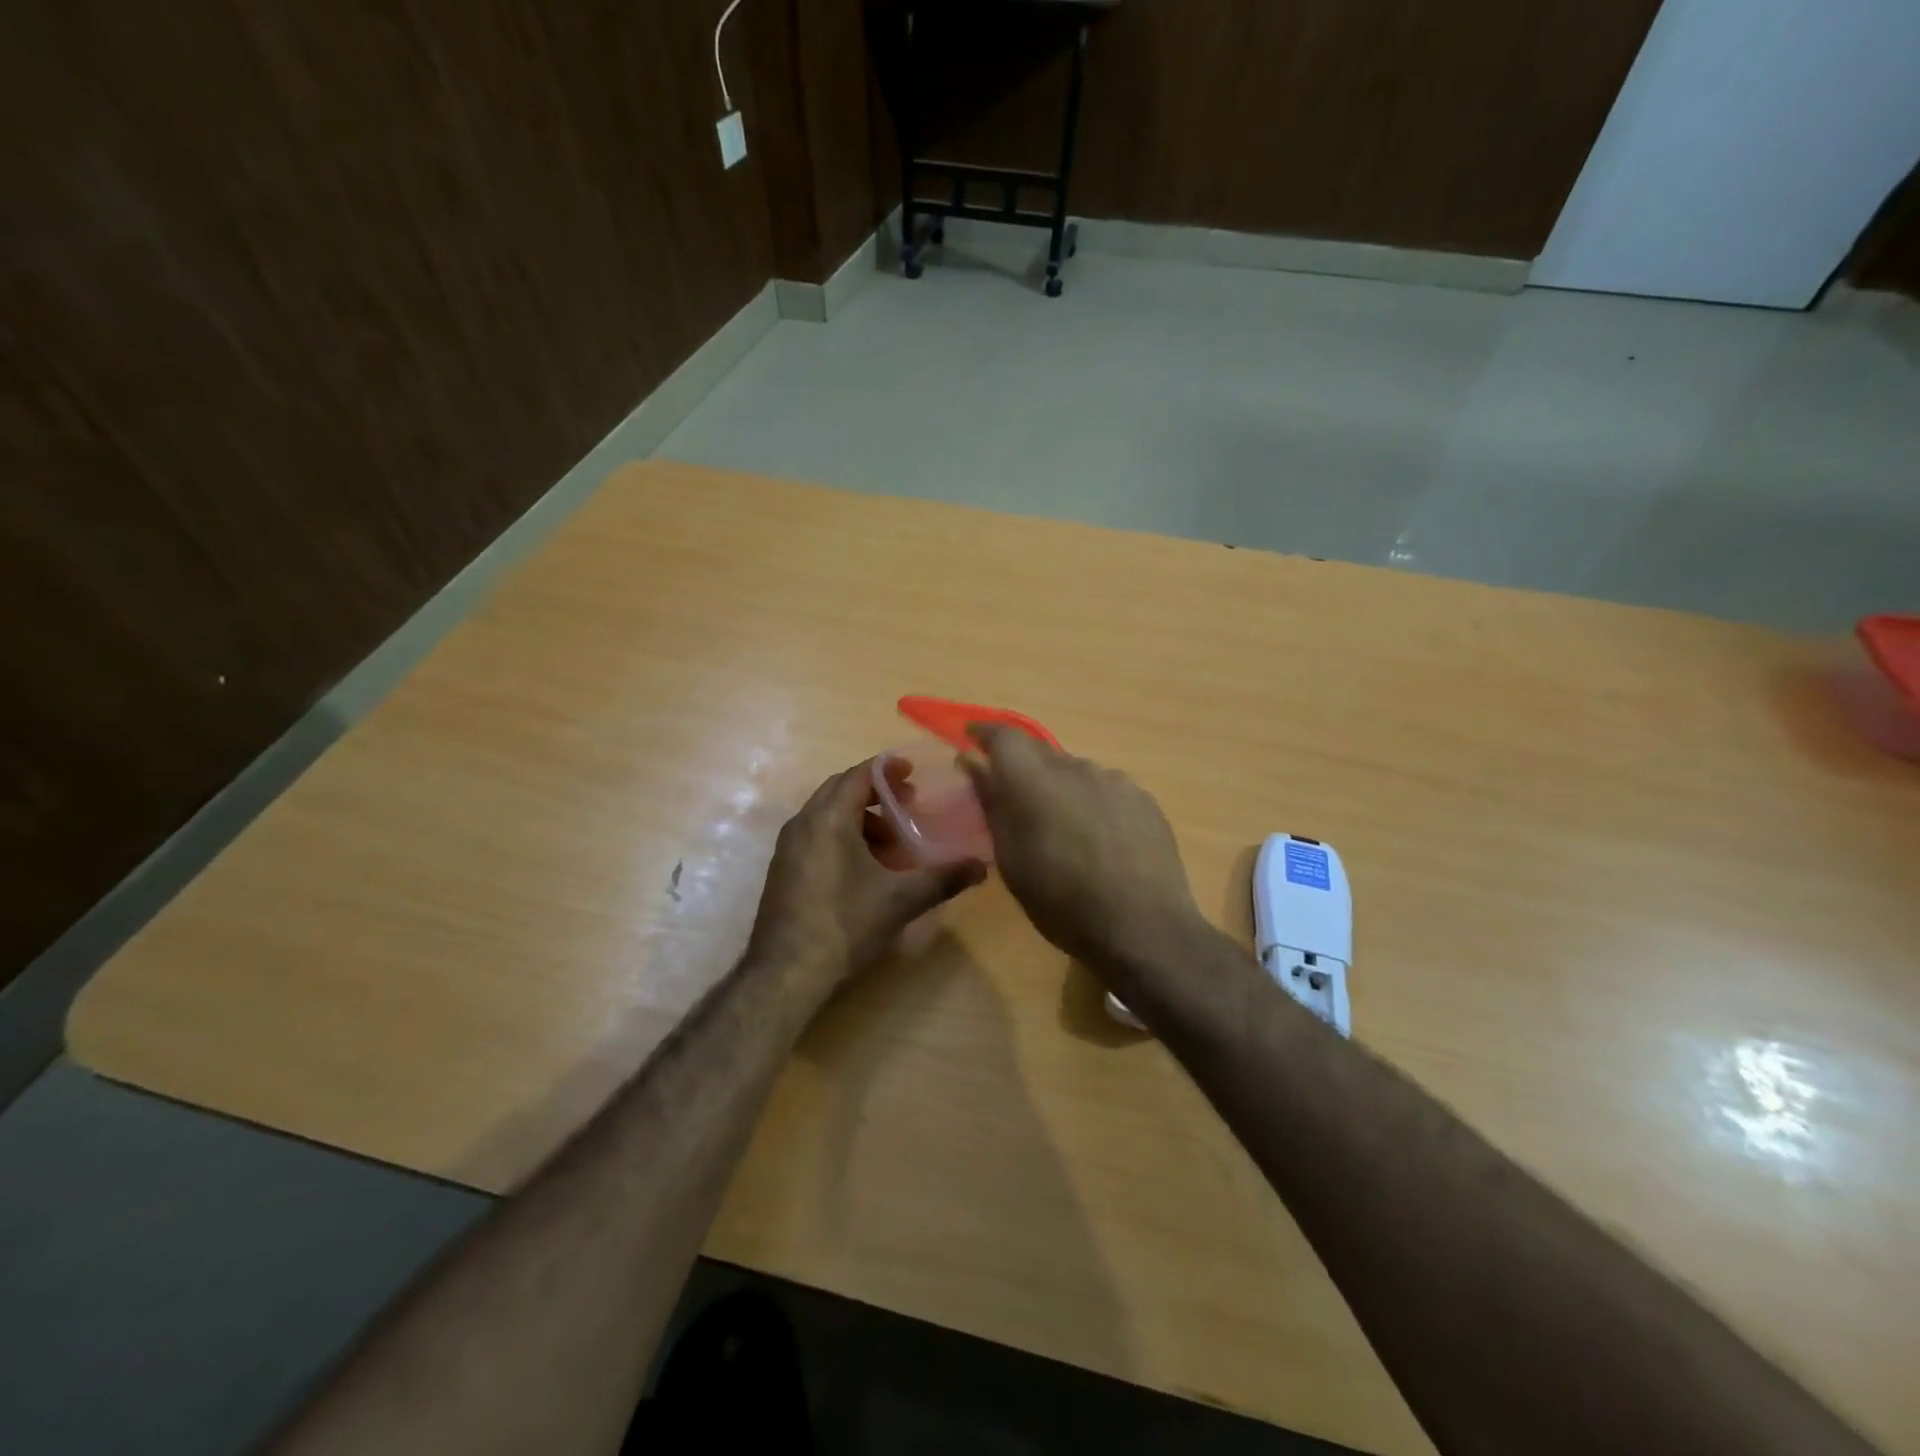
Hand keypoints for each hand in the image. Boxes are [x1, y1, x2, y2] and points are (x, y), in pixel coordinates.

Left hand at [748, 760, 986, 987]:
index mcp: (829, 817)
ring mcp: (788, 846)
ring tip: (890, 843)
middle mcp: (803, 822)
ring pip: (827, 813)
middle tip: (908, 804)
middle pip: (841, 789)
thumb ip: (944, 878)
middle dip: (875, 792)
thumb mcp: (901, 899)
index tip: (913, 774)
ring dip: (860, 817)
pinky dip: (842, 835)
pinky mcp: (783, 868)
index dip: (888, 770)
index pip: (860, 774)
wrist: (787, 971)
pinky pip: (816, 834)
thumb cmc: (846, 924)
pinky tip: (864, 868)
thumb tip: (983, 866)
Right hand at [960, 727, 1211, 1001]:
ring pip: (1076, 772)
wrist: (1144, 928)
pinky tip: (1099, 839)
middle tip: (1015, 800)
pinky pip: (1106, 789)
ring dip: (1061, 788)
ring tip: (1062, 828)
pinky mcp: (1144, 799)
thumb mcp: (1012, 860)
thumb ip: (992, 804)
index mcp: (1034, 780)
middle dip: (1023, 769)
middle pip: (1041, 753)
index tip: (972, 741)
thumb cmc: (1062, 902)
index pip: (1004, 736)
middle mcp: (1076, 767)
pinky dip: (1092, 803)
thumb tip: (973, 764)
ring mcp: (1115, 781)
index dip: (986, 734)